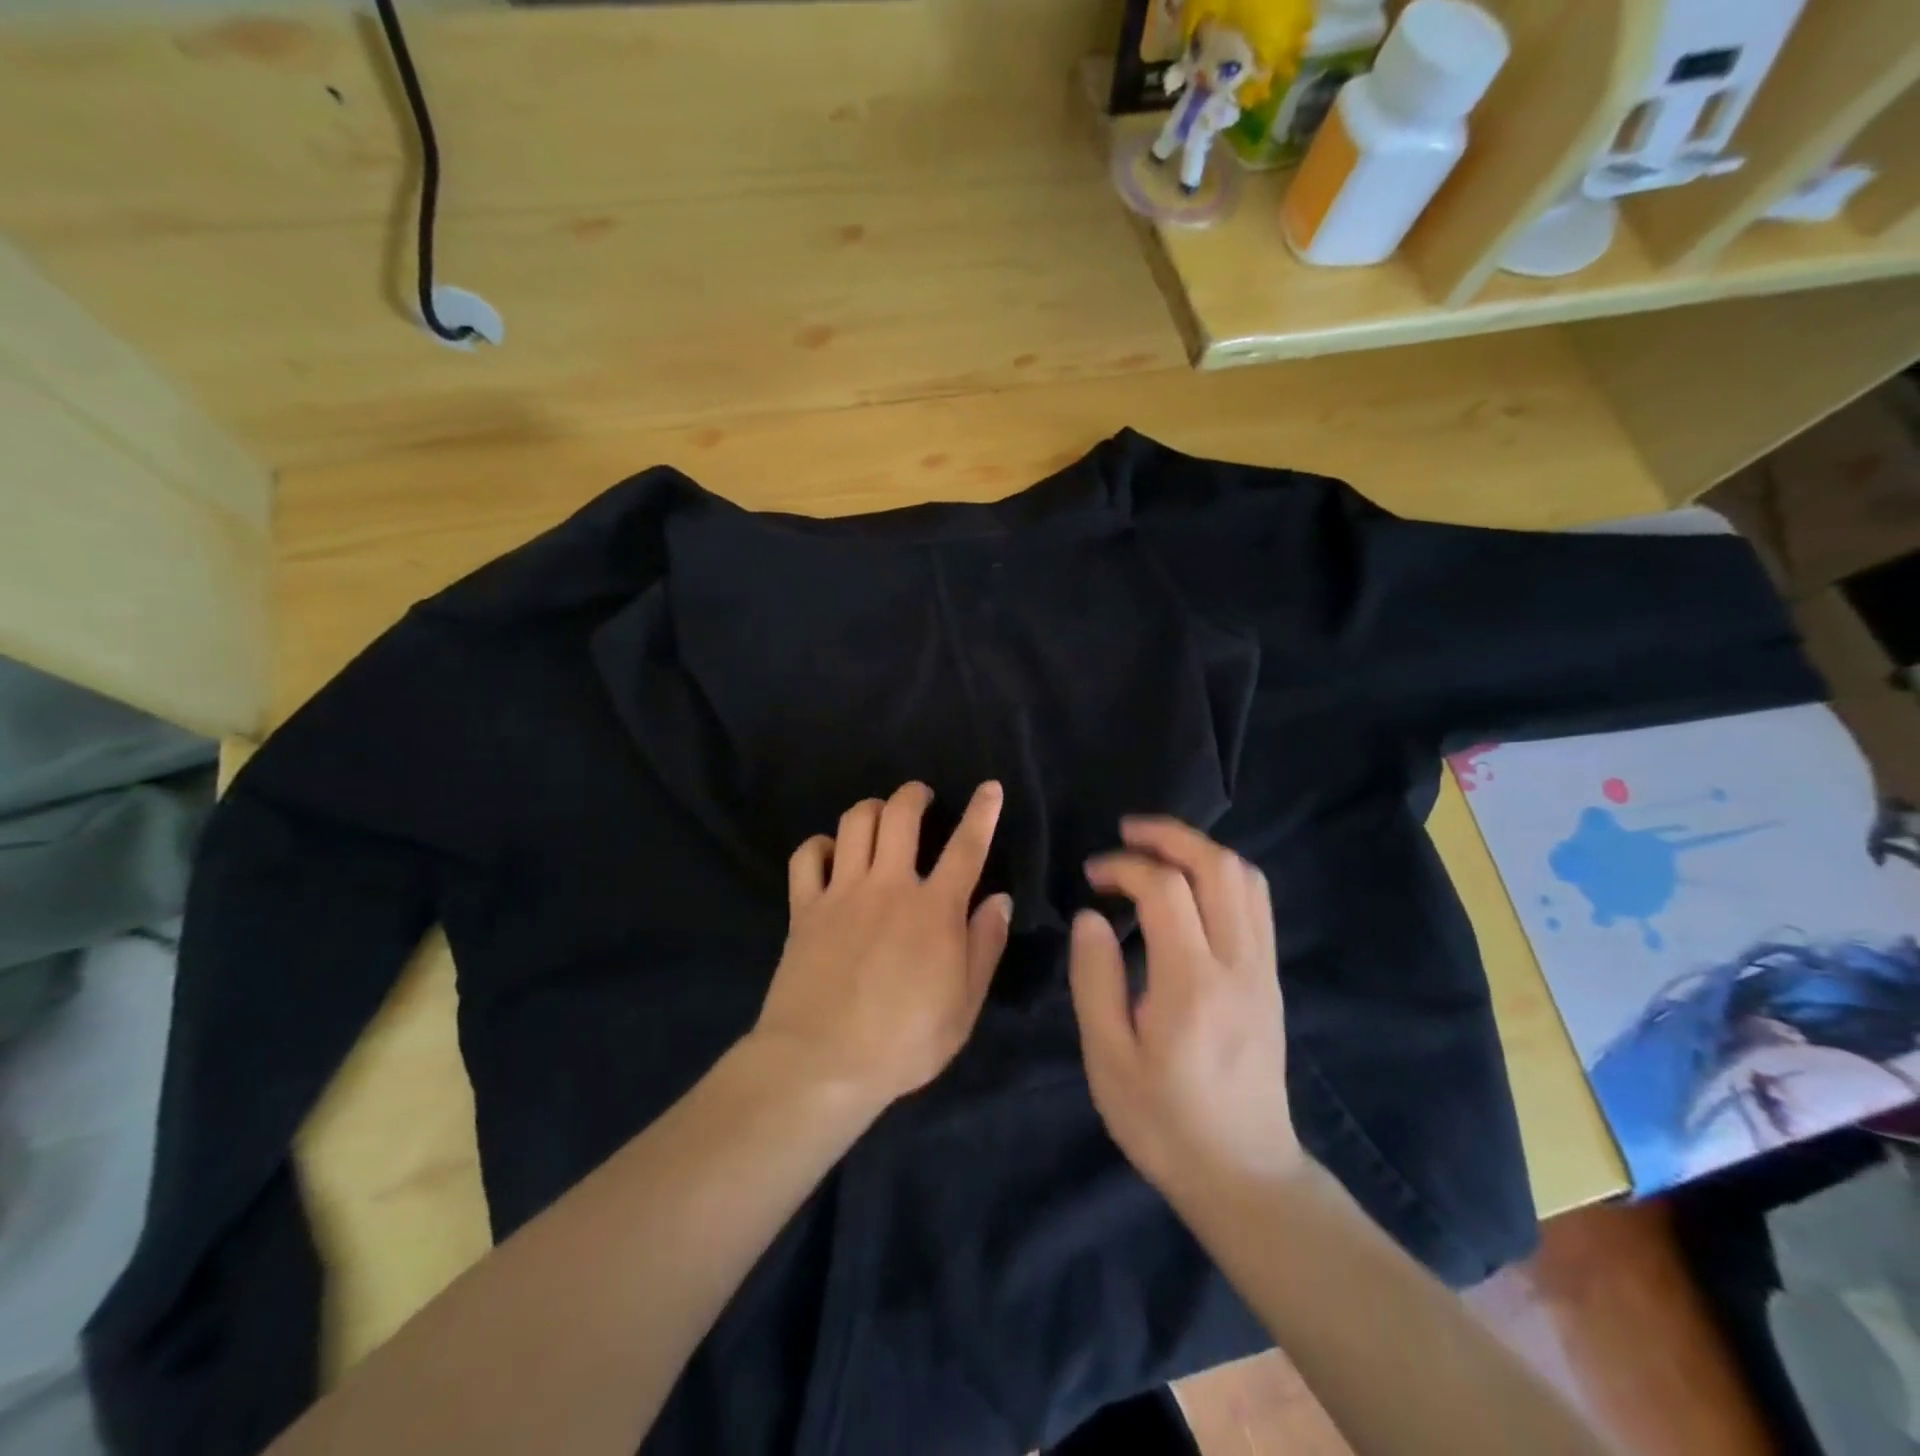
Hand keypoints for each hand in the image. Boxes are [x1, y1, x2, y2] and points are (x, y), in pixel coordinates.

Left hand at [754, 781, 1012, 1109]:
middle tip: (921, 797)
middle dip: (914, 795)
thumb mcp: (964, 1006)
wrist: (822, 1063)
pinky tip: (830, 854)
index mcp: (934, 909)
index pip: (966, 847)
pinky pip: (807, 856)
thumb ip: (984, 947)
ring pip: (854, 823)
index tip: (990, 787)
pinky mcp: (805, 908)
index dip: (982, 813)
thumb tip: (999, 899)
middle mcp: (888, 886)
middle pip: (900, 815)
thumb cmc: (903, 1042)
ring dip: (871, 809)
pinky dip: (819, 845)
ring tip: (880, 816)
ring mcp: (842, 893)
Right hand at [1069, 818, 1302, 1199]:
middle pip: (1218, 867)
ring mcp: (1262, 970)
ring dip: (1200, 849)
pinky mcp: (1270, 979)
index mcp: (1191, 984)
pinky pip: (1256, 903)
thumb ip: (1094, 980)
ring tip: (1156, 850)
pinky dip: (1222, 874)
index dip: (1124, 866)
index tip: (1092, 876)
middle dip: (1170, 836)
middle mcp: (1238, 965)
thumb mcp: (1108, 1060)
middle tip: (1127, 832)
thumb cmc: (1163, 1123)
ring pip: (1246, 878)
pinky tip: (1190, 885)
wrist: (1244, 1175)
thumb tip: (1090, 917)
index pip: (1165, 889)